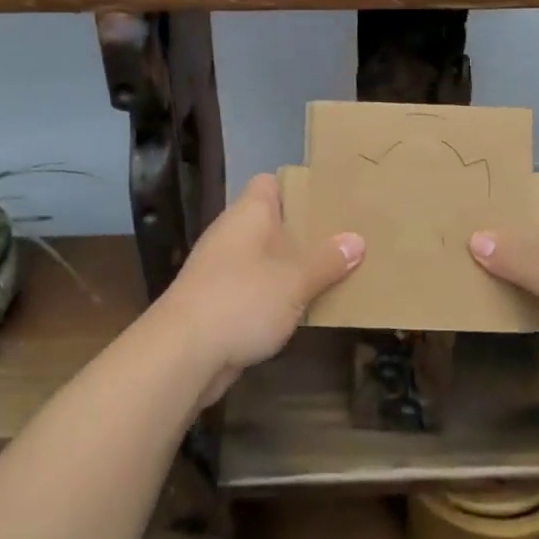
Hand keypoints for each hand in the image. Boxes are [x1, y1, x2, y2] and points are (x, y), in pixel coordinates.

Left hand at [155, 173, 363, 405]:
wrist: (182, 354)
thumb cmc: (242, 300)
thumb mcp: (295, 280)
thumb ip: (327, 261)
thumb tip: (356, 239)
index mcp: (248, 214)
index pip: (270, 184)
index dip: (299, 188)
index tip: (331, 200)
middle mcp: (232, 234)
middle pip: (272, 223)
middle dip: (305, 232)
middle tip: (347, 238)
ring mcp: (222, 270)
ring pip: (266, 259)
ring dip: (293, 268)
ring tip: (335, 273)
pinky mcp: (218, 303)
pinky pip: (256, 289)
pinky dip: (277, 296)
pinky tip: (304, 309)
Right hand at [468, 178, 538, 410]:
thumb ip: (512, 254)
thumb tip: (475, 238)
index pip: (538, 186)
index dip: (504, 189)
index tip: (465, 194)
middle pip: (533, 224)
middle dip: (496, 230)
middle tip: (449, 228)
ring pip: (535, 261)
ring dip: (504, 266)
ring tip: (455, 259)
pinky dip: (519, 294)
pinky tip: (483, 296)